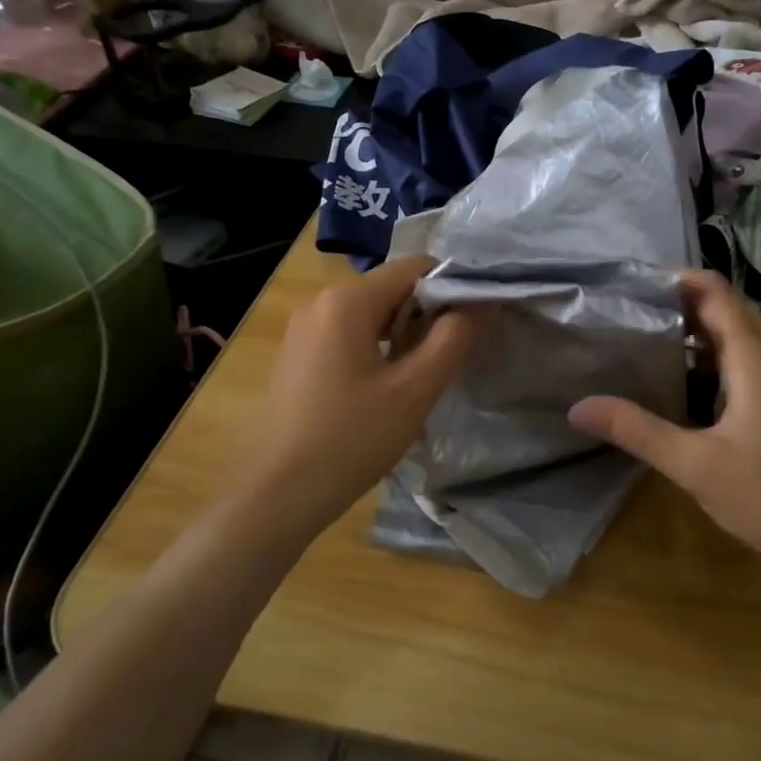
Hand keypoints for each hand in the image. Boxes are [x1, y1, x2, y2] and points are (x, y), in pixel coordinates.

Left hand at [245, 255, 478, 526]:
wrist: (277, 494)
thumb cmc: (350, 439)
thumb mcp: (414, 390)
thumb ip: (454, 340)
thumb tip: (483, 304)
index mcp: (347, 301)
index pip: (415, 267)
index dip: (453, 286)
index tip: (479, 320)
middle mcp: (321, 301)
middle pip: (393, 288)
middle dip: (430, 313)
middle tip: (456, 353)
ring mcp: (305, 328)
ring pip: (372, 313)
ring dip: (406, 333)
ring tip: (428, 372)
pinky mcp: (299, 354)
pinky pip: (350, 334)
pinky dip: (379, 347)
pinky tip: (390, 384)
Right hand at [569, 270, 760, 578]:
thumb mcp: (694, 465)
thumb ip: (637, 430)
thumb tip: (578, 407)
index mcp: (754, 359)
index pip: (716, 293)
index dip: (679, 279)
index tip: (636, 284)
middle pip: (727, 311)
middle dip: (682, 303)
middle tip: (632, 311)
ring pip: (740, 338)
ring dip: (699, 332)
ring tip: (650, 339)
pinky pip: (749, 361)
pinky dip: (716, 358)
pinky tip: (688, 383)